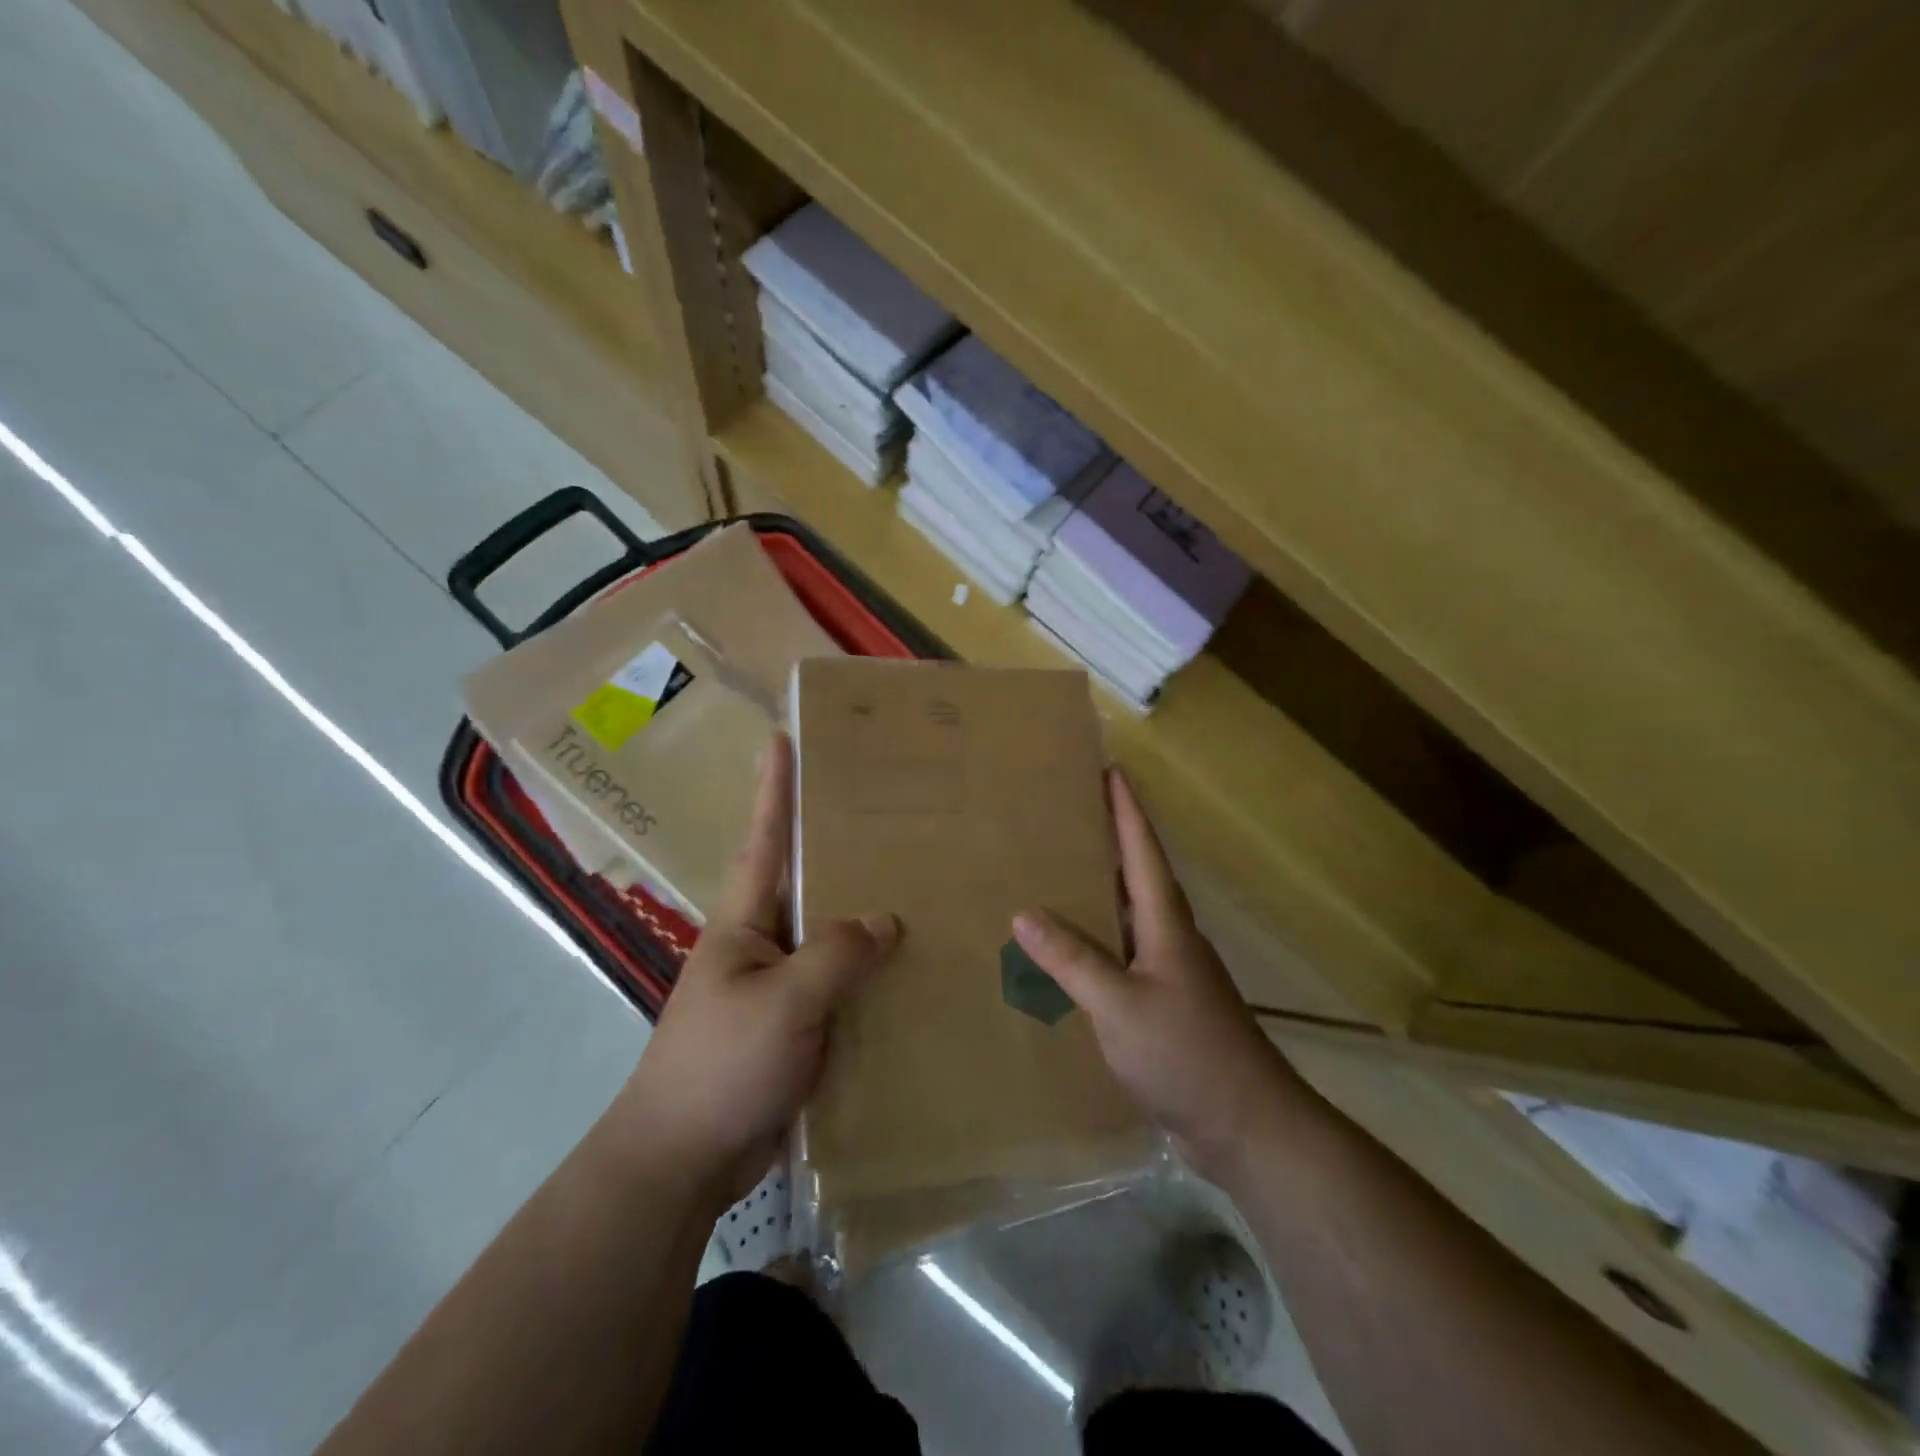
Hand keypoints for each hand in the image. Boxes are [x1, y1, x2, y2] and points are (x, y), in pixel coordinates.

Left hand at [616, 734, 899, 1205]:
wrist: (685, 1160)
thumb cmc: (721, 1065)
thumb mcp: (782, 1002)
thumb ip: (836, 955)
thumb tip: (887, 920)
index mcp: (745, 922)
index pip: (765, 840)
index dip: (774, 789)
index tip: (783, 738)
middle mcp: (764, 943)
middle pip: (808, 881)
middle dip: (841, 843)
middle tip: (893, 810)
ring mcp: (781, 986)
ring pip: (832, 935)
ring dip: (866, 912)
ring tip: (921, 881)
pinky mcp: (800, 1026)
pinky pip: (844, 985)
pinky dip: (873, 972)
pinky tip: (916, 967)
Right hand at [1013, 768, 1307, 1186]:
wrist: (1246, 1125)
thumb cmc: (1186, 1053)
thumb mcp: (1120, 1005)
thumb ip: (1072, 959)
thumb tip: (1023, 912)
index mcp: (1166, 924)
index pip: (1142, 851)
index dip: (1126, 810)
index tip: (1111, 770)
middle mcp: (1170, 938)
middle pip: (1137, 875)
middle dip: (1108, 840)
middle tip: (1068, 813)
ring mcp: (1169, 973)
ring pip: (1129, 916)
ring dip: (1101, 890)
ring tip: (1058, 872)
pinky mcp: (1164, 1004)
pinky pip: (1122, 955)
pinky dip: (1096, 940)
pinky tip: (1068, 952)